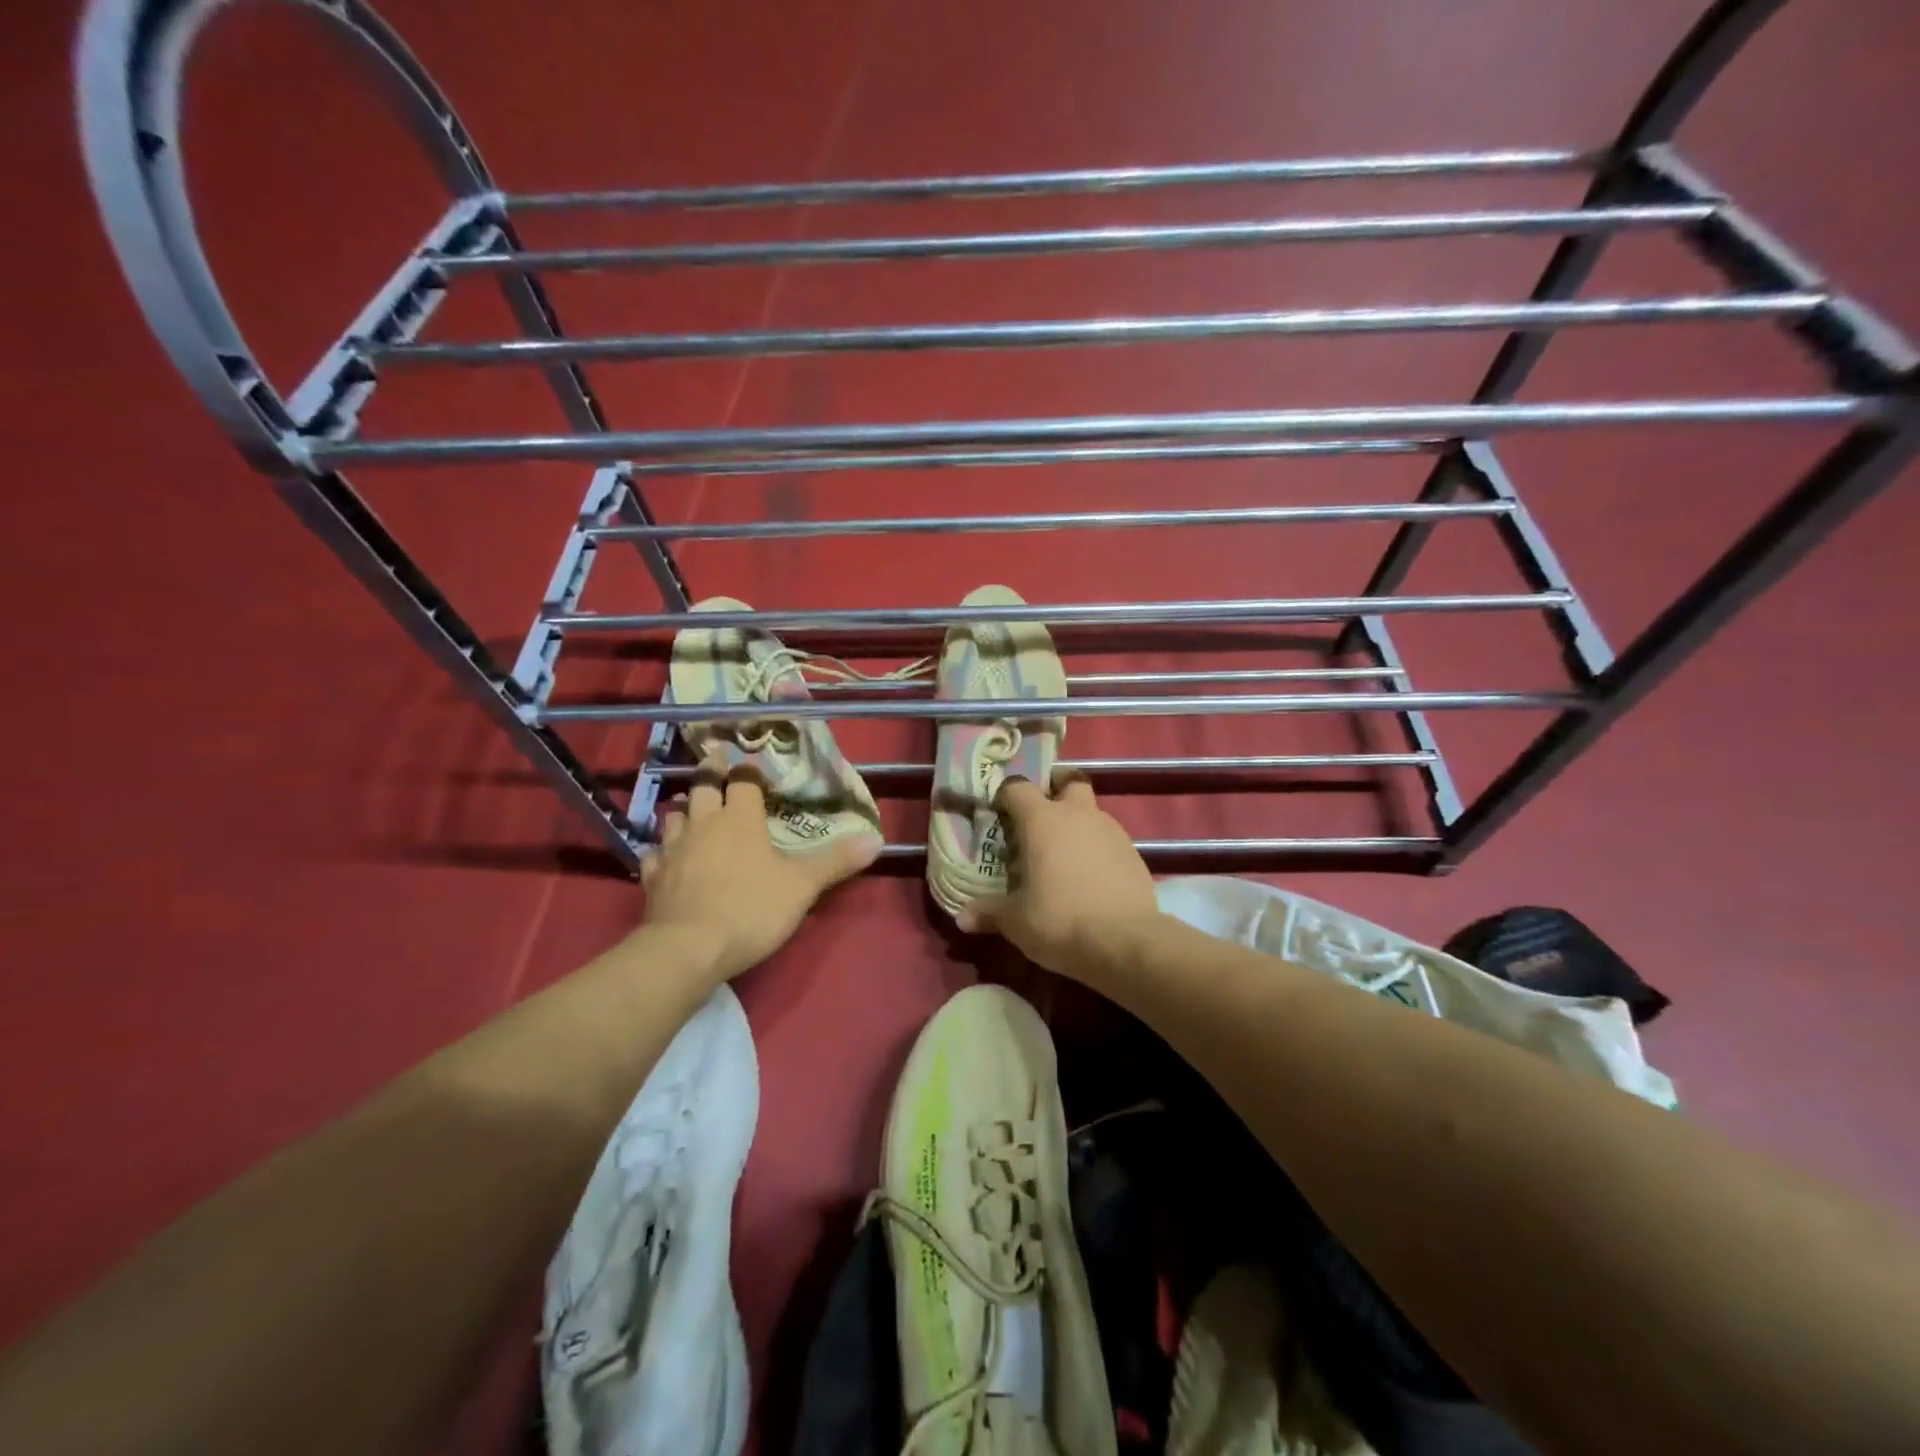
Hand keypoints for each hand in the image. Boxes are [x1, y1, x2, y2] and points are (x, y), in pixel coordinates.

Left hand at [639, 758, 880, 982]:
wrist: (688, 949)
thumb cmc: (751, 908)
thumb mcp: (802, 885)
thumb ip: (836, 860)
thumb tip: (876, 839)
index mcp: (740, 818)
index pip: (743, 781)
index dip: (749, 772)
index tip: (753, 766)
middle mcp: (704, 823)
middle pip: (703, 786)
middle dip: (710, 772)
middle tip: (714, 762)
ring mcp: (673, 849)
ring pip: (674, 815)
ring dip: (684, 808)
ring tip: (692, 809)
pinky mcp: (653, 877)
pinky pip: (654, 854)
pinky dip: (662, 851)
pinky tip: (666, 858)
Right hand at [957, 775, 1159, 976]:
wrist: (1125, 942)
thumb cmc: (1059, 920)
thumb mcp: (1016, 921)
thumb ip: (989, 912)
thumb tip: (962, 918)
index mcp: (1042, 820)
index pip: (1018, 787)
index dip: (1006, 796)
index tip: (999, 813)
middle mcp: (1078, 815)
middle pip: (1068, 782)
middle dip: (1054, 791)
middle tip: (1039, 818)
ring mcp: (1111, 831)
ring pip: (1091, 812)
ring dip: (1076, 824)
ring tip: (1062, 856)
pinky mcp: (1134, 853)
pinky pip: (1109, 839)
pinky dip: (1097, 849)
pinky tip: (1089, 878)